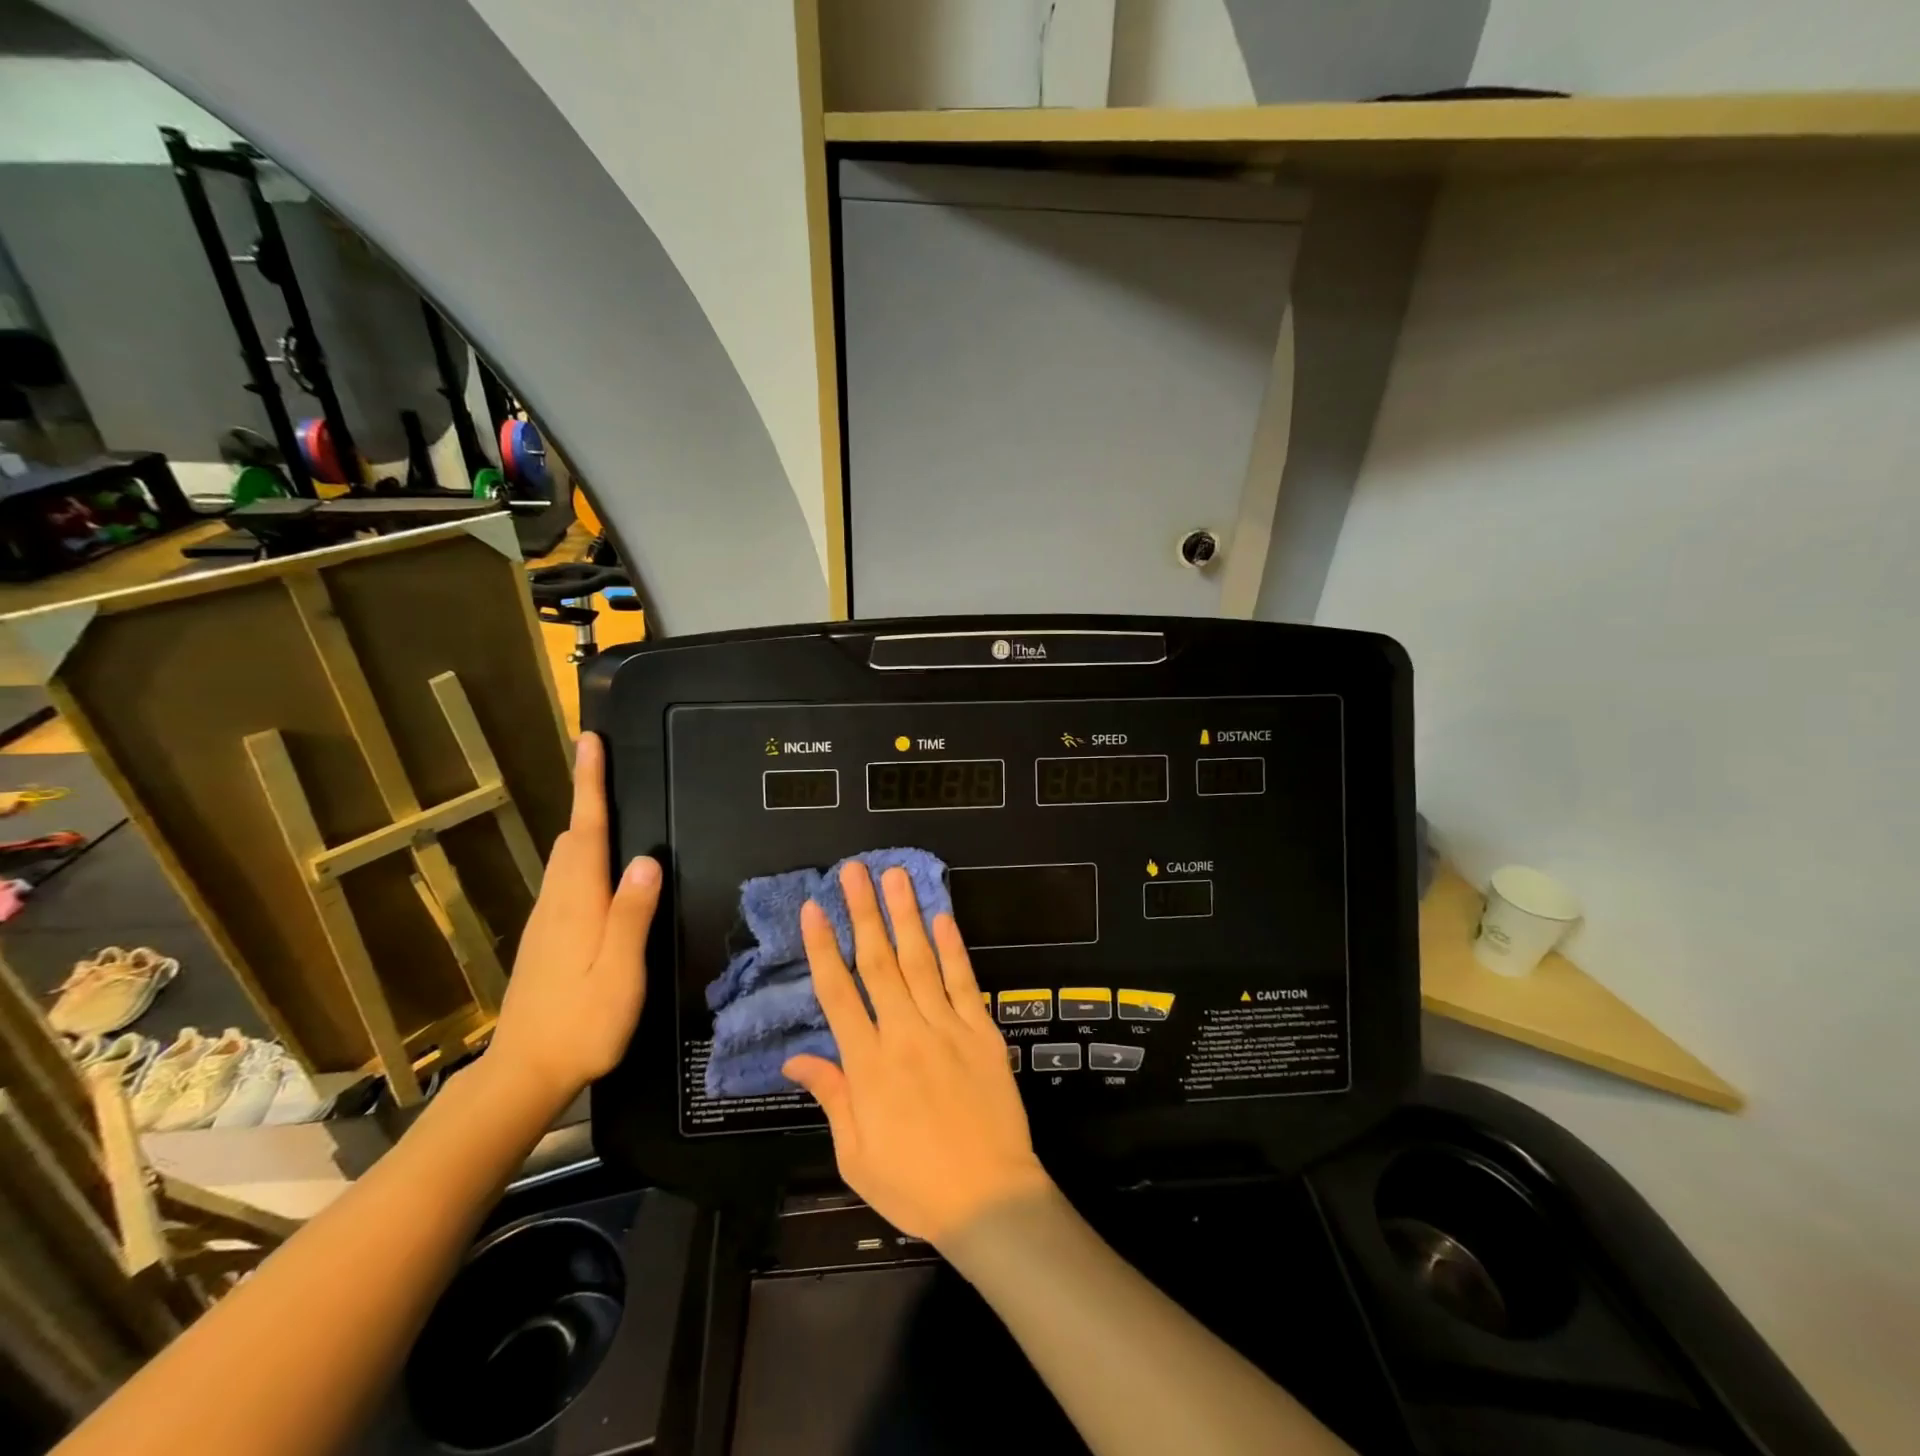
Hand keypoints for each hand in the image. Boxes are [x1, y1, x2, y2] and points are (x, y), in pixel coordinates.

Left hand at [483, 732, 660, 1114]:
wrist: (524, 1074)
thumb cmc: (582, 1024)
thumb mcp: (620, 972)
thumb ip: (632, 915)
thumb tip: (646, 859)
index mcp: (579, 904)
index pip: (588, 830)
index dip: (590, 784)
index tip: (590, 742)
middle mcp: (558, 902)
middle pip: (573, 836)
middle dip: (586, 795)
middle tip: (602, 760)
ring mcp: (547, 921)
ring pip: (565, 857)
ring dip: (583, 822)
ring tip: (603, 800)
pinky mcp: (545, 939)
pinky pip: (565, 879)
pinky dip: (581, 854)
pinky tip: (596, 865)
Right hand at [784, 863, 1050, 1243]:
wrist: (989, 1200)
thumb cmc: (915, 1185)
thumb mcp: (856, 1155)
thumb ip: (831, 1096)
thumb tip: (796, 1059)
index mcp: (868, 1065)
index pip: (838, 993)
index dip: (823, 948)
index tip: (813, 909)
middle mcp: (904, 1035)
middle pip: (878, 963)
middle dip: (863, 912)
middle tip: (854, 871)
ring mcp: (948, 1029)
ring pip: (921, 961)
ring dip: (905, 915)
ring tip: (895, 876)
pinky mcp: (982, 1032)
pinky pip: (965, 982)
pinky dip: (953, 948)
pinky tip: (942, 917)